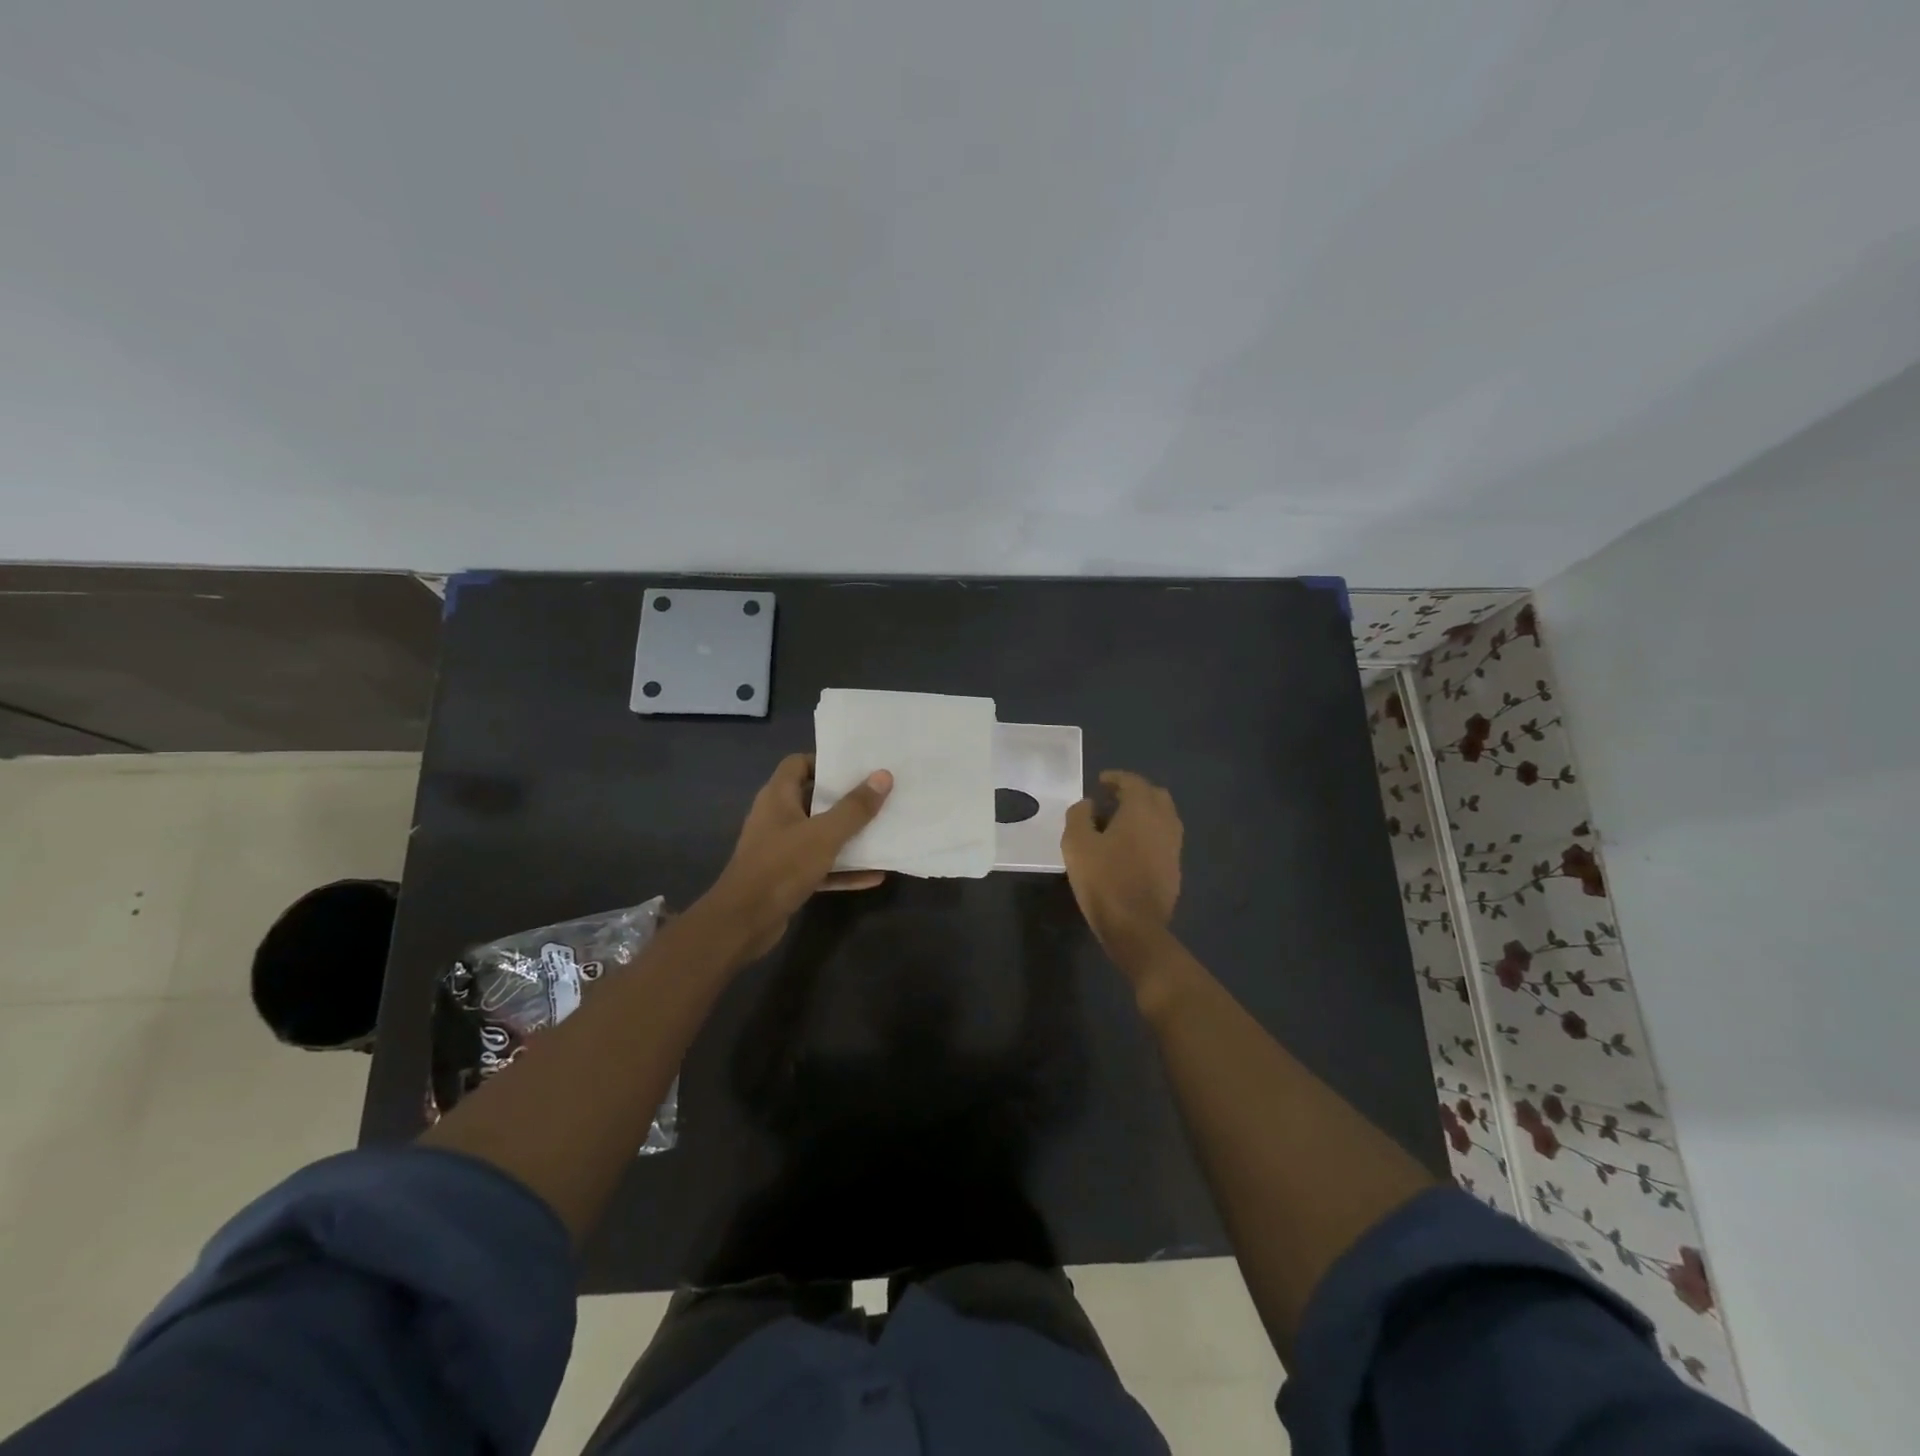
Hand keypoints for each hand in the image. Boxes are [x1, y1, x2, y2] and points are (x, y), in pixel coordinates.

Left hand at [697, 754, 893, 961]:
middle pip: (813, 798)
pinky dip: (844, 869)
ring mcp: (781, 849)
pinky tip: (875, 876)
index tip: (857, 768)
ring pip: (819, 835)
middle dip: (845, 799)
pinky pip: (821, 866)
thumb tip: (883, 775)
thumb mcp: (824, 834)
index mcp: (777, 797)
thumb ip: (854, 807)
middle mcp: (777, 818)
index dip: (825, 762)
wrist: (743, 922)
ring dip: (848, 836)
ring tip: (883, 831)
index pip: (798, 764)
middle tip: (879, 796)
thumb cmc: (782, 866)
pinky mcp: (786, 878)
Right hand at [1061, 770, 1182, 955]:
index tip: (1100, 781)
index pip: (1133, 782)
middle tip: (1112, 799)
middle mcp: (1164, 822)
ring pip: (1163, 817)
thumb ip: (1079, 816)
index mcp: (1142, 810)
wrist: (1136, 927)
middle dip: (1135, 792)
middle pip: (1155, 795)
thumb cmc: (1103, 880)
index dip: (1116, 778)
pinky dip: (1149, 833)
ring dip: (1144, 813)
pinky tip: (1131, 848)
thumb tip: (1088, 804)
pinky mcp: (1175, 868)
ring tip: (1120, 823)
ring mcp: (1174, 846)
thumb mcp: (1076, 844)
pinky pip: (1164, 838)